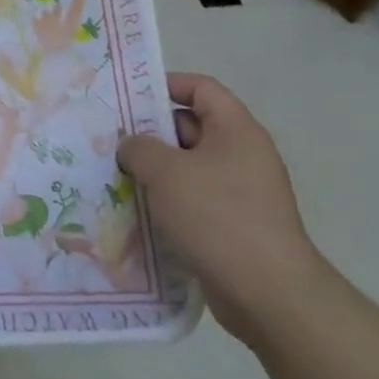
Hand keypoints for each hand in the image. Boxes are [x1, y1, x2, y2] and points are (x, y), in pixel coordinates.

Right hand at [117, 73, 331, 345]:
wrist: (267, 293)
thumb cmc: (217, 217)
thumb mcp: (165, 171)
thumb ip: (139, 147)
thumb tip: (133, 147)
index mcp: (236, 130)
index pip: (201, 88)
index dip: (165, 85)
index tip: (128, 99)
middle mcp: (243, 155)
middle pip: (191, 127)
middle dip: (150, 133)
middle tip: (111, 141)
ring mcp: (241, 192)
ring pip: (188, 167)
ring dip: (154, 172)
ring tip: (115, 177)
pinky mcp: (234, 225)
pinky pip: (194, 200)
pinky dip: (168, 202)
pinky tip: (137, 212)